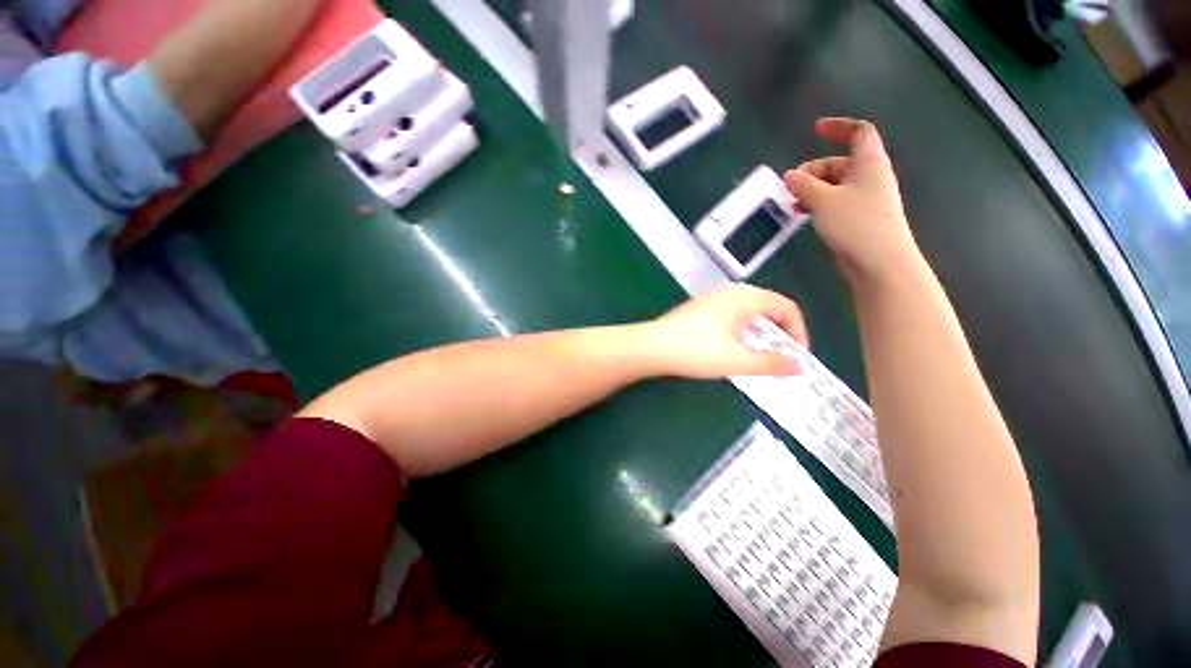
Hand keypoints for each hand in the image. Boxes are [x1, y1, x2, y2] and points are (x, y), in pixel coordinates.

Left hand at [640, 284, 807, 378]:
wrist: (651, 347)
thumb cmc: (695, 350)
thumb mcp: (737, 360)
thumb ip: (771, 363)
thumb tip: (800, 366)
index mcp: (744, 297)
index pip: (787, 308)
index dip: (798, 332)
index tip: (796, 358)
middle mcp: (731, 293)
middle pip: (769, 309)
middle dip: (780, 335)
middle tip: (780, 359)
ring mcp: (714, 300)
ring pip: (750, 314)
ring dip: (761, 335)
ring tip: (760, 358)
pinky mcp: (702, 310)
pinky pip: (733, 318)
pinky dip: (743, 333)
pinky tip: (734, 350)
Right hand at [784, 118, 922, 286]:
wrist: (880, 261)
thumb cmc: (856, 223)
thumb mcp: (823, 200)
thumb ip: (804, 185)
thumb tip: (789, 175)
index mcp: (868, 162)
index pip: (859, 132)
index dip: (839, 126)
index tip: (815, 129)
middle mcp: (869, 176)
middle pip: (839, 162)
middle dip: (813, 170)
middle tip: (791, 185)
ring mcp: (865, 198)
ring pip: (834, 185)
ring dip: (812, 190)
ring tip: (792, 203)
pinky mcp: (858, 217)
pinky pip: (835, 202)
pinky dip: (818, 204)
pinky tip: (803, 215)